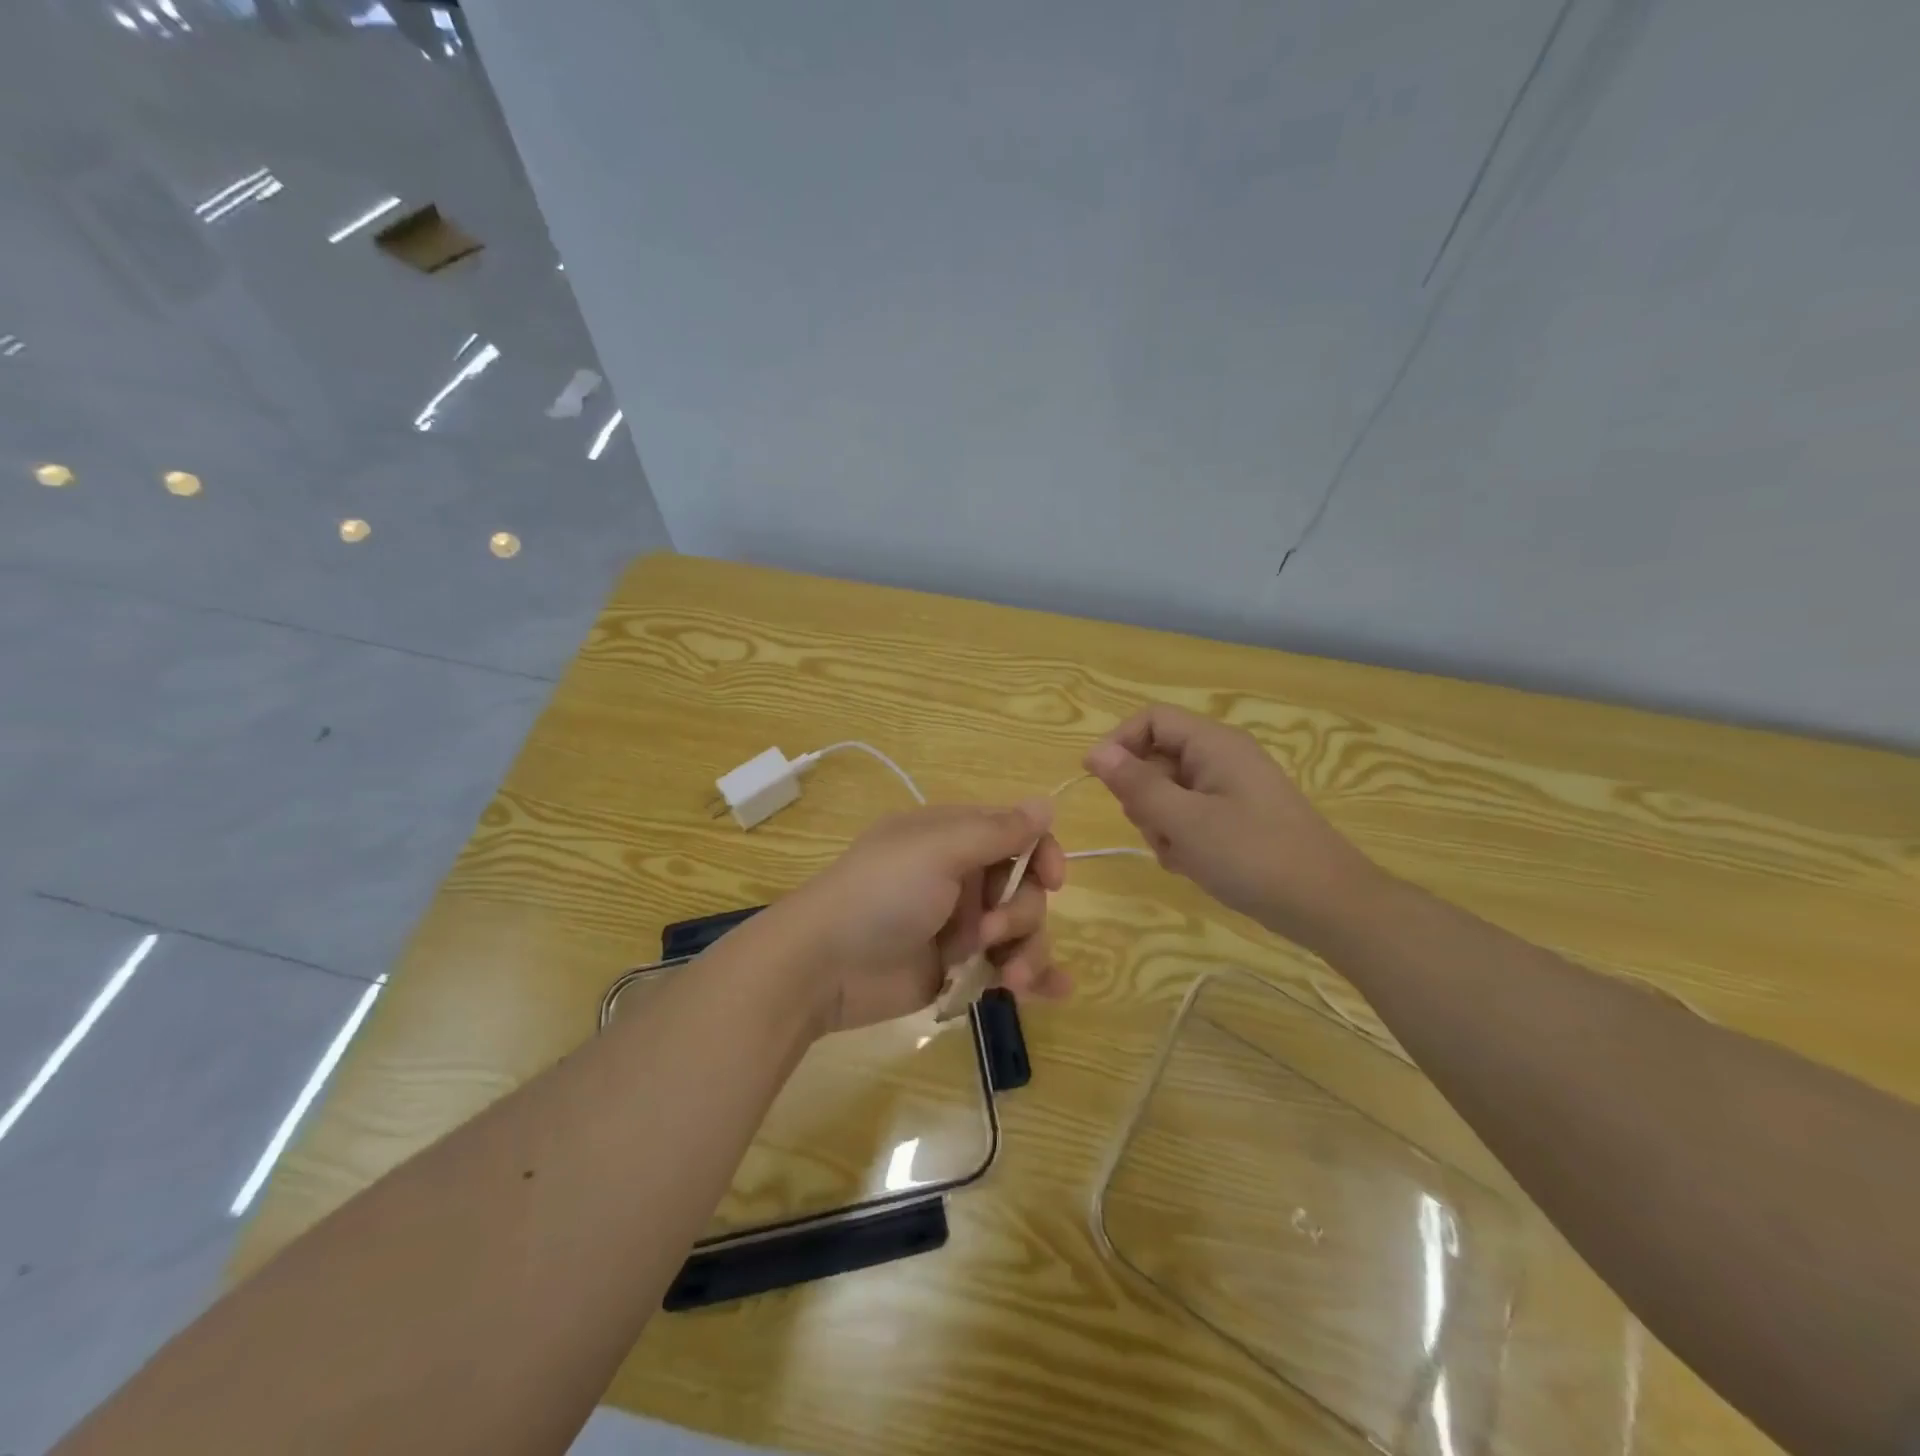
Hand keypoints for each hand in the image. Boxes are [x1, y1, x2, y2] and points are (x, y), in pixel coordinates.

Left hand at [779, 801, 1069, 1032]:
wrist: (823, 966)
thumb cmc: (881, 894)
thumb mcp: (938, 851)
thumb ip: (997, 831)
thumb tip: (1047, 803)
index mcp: (953, 837)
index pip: (1017, 834)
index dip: (1042, 854)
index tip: (1052, 880)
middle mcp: (961, 876)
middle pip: (1024, 888)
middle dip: (1021, 913)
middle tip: (988, 933)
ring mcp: (959, 925)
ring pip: (1021, 931)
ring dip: (1028, 952)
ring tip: (1012, 981)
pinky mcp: (957, 969)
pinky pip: (1007, 967)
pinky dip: (1034, 977)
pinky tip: (1054, 991)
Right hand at [1084, 704, 1381, 947]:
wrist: (1328, 905)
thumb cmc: (1253, 855)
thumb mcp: (1184, 821)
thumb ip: (1136, 785)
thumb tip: (1096, 752)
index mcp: (1213, 744)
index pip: (1151, 720)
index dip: (1119, 743)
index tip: (1097, 781)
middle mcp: (1222, 758)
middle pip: (1156, 759)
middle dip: (1144, 797)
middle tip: (1157, 830)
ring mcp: (1231, 790)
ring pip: (1169, 794)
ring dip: (1162, 825)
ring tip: (1182, 855)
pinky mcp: (1237, 819)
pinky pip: (1190, 817)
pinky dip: (1183, 839)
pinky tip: (1196, 865)